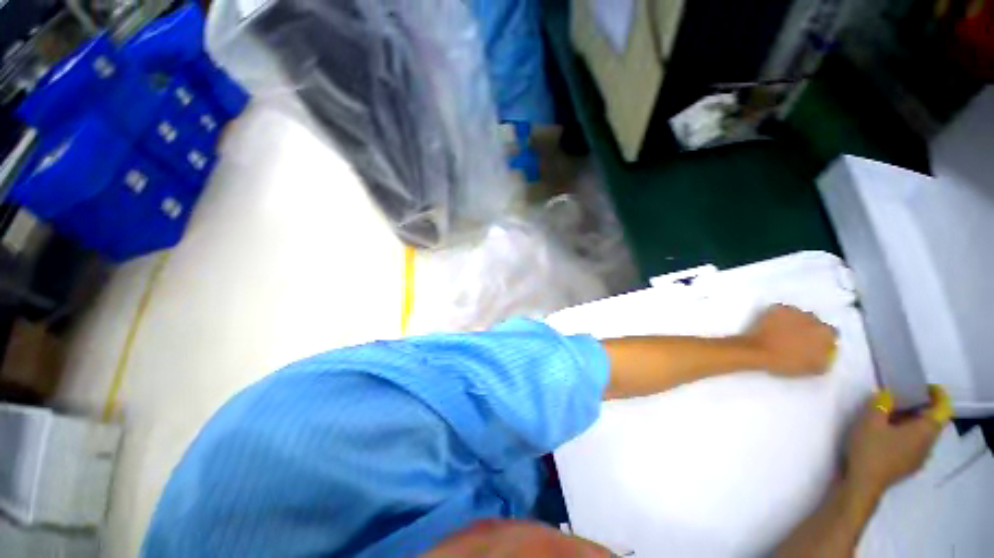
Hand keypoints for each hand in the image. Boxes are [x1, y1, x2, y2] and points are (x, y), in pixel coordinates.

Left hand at [740, 304, 836, 375]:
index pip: (830, 333)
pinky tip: (771, 324)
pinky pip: (781, 310)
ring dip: (793, 321)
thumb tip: (826, 353)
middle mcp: (813, 318)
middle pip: (813, 321)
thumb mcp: (814, 368)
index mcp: (825, 333)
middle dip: (807, 328)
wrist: (758, 352)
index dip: (821, 339)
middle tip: (795, 337)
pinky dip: (777, 316)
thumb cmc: (786, 363)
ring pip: (797, 314)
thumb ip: (825, 358)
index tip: (812, 344)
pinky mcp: (777, 307)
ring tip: (781, 331)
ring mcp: (794, 311)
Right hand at [845, 387, 949, 496]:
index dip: (937, 395)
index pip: (942, 409)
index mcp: (924, 431)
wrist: (862, 483)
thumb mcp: (869, 421)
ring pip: (923, 434)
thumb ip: (880, 404)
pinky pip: (914, 444)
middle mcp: (928, 444)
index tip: (924, 386)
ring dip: (912, 421)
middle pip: (933, 421)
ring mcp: (919, 457)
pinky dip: (906, 433)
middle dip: (920, 407)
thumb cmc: (870, 449)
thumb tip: (888, 395)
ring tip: (890, 415)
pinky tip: (887, 434)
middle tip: (900, 398)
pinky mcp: (908, 465)